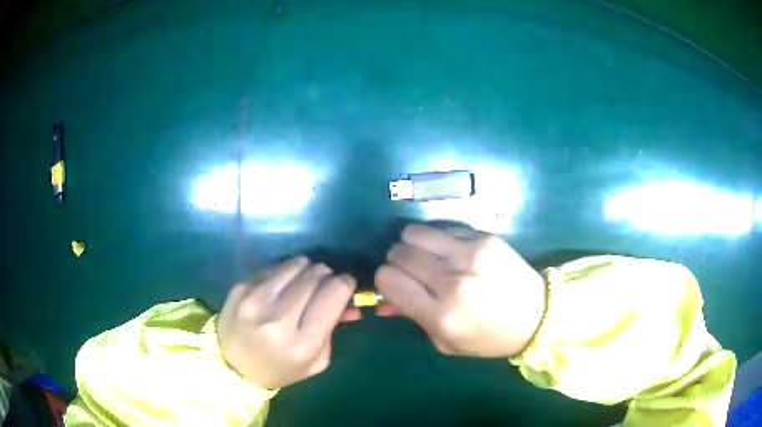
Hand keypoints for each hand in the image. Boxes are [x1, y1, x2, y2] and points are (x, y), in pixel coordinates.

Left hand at [217, 257, 356, 388]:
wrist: (233, 365)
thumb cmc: (280, 368)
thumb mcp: (315, 361)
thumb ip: (334, 330)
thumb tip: (351, 303)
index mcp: (302, 343)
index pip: (334, 293)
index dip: (345, 283)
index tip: (345, 285)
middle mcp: (278, 318)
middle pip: (315, 275)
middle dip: (327, 275)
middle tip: (325, 283)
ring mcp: (255, 299)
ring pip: (295, 264)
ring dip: (307, 269)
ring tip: (304, 281)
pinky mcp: (241, 287)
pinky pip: (274, 267)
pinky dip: (285, 272)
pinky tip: (282, 285)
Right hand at [375, 225, 545, 357]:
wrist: (537, 315)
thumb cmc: (488, 338)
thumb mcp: (446, 342)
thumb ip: (412, 318)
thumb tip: (382, 300)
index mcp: (441, 314)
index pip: (388, 279)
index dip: (385, 280)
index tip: (395, 285)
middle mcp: (453, 280)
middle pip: (399, 253)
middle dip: (397, 262)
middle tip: (411, 272)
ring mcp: (470, 254)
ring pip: (415, 233)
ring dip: (413, 245)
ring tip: (427, 257)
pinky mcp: (485, 237)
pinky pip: (443, 228)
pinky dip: (438, 240)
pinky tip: (451, 252)